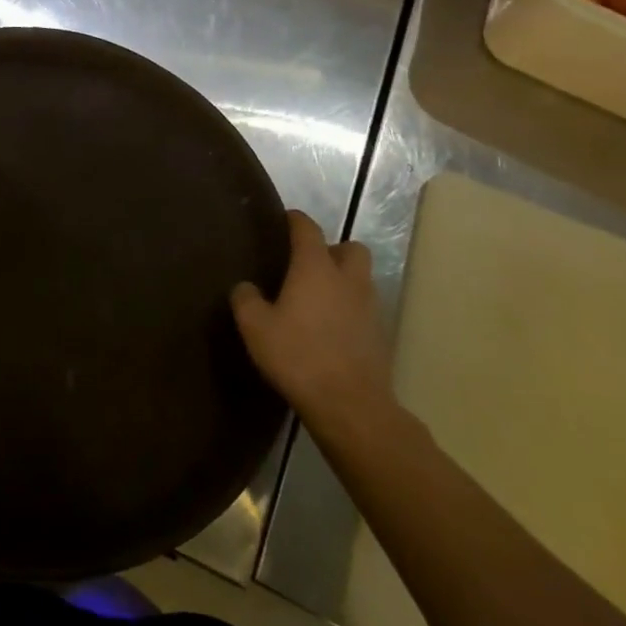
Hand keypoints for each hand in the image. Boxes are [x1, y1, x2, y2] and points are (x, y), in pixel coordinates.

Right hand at [231, 211, 395, 440]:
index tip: (283, 220)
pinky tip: (328, 328)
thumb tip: (246, 287)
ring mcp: (369, 307)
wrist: (350, 405)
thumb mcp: (255, 327)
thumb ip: (246, 299)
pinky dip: (349, 309)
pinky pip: (364, 308)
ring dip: (343, 280)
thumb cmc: (298, 356)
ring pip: (361, 279)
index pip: (308, 229)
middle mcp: (347, 280)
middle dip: (332, 249)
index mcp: (316, 268)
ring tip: (316, 298)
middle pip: (351, 248)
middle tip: (308, 264)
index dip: (295, 220)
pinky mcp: (379, 335)